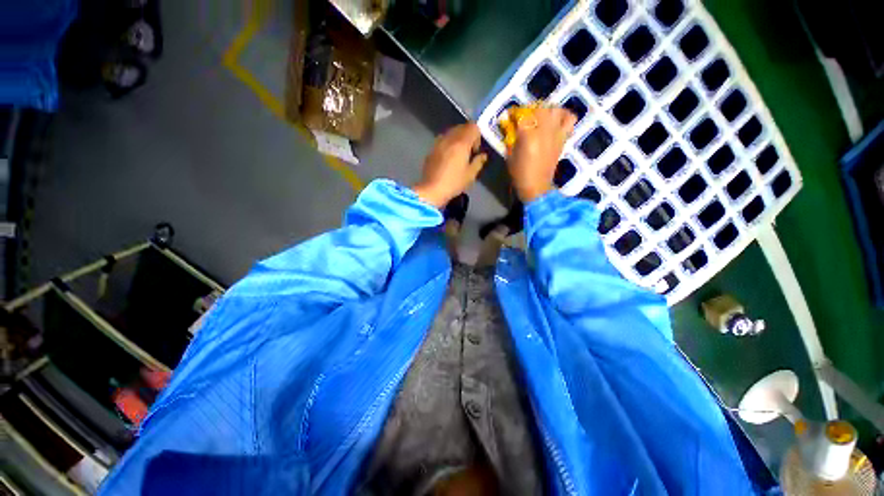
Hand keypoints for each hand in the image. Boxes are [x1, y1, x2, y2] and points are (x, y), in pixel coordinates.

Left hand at [413, 123, 487, 207]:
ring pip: (451, 133)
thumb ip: (478, 162)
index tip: (475, 150)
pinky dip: (448, 144)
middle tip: (468, 152)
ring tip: (458, 154)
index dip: (477, 136)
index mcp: (461, 143)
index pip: (473, 127)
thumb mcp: (470, 175)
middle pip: (461, 127)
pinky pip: (442, 140)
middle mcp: (449, 139)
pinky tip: (447, 158)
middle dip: (467, 136)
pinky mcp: (431, 150)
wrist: (432, 190)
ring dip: (457, 139)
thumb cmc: (454, 183)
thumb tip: (483, 156)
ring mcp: (438, 143)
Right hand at [507, 107, 577, 202]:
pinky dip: (564, 115)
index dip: (515, 113)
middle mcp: (543, 130)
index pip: (522, 115)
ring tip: (540, 117)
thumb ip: (510, 138)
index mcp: (527, 136)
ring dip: (546, 110)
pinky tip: (556, 120)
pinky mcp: (563, 138)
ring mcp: (555, 133)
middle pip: (539, 108)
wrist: (536, 186)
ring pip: (554, 110)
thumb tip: (510, 126)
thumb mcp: (509, 155)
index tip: (510, 116)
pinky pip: (569, 119)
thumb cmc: (519, 173)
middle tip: (525, 117)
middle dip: (530, 110)